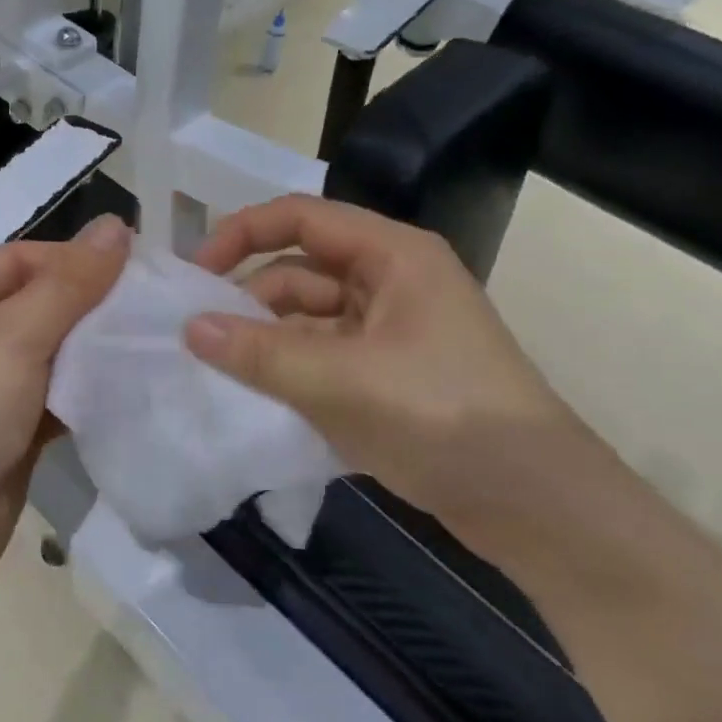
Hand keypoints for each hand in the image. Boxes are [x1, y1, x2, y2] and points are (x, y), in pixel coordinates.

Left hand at [0, 214, 130, 596]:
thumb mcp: (15, 336)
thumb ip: (70, 282)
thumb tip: (117, 224)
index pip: (21, 258)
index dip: (77, 261)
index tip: (138, 270)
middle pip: (36, 302)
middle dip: (90, 307)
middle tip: (152, 308)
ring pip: (48, 349)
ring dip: (91, 349)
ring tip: (150, 342)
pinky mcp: (4, 423)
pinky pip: (50, 391)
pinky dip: (83, 388)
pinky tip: (127, 385)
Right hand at [185, 195, 580, 526]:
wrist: (532, 502)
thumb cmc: (441, 417)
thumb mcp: (341, 381)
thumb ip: (259, 352)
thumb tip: (190, 327)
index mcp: (392, 256)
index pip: (301, 219)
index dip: (241, 235)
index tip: (194, 274)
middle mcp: (390, 282)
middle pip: (299, 271)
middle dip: (248, 301)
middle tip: (197, 339)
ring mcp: (390, 332)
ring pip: (306, 320)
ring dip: (264, 342)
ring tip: (219, 374)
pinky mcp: (387, 375)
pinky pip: (321, 358)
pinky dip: (288, 372)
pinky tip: (255, 398)